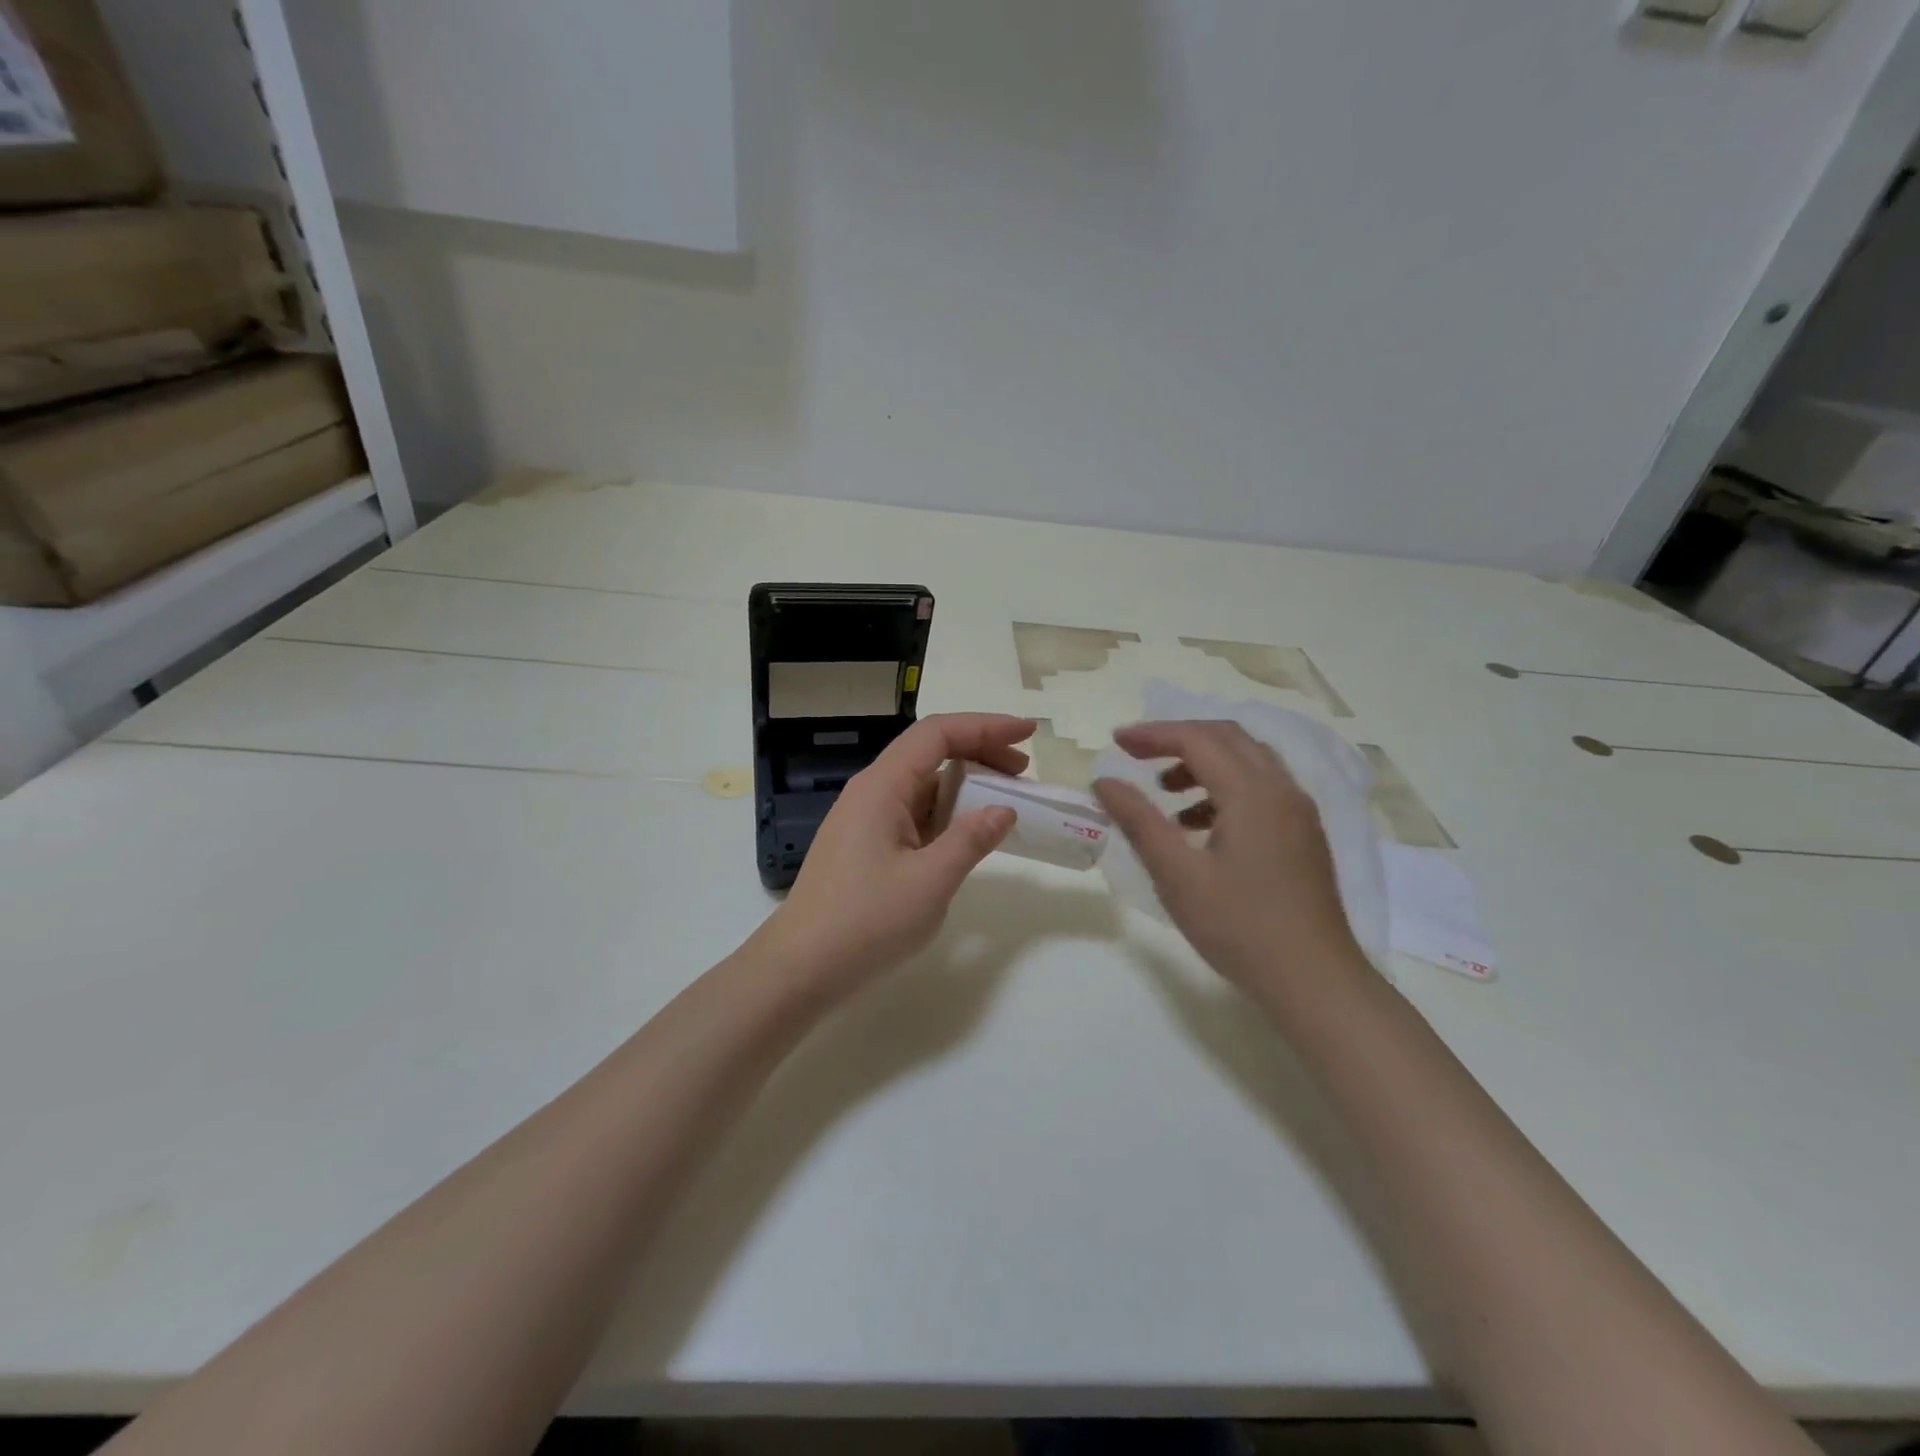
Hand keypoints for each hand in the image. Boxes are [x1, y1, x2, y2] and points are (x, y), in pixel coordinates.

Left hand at [758, 713, 1034, 1003]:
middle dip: (980, 752)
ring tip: (1004, 803)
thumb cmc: (866, 921)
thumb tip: (1004, 810)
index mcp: (882, 786)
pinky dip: (946, 814)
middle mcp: (871, 791)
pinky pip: (912, 814)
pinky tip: (967, 835)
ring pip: (922, 785)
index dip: (986, 726)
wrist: (800, 968)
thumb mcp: (930, 881)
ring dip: (965, 787)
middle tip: (1023, 773)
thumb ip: (971, 840)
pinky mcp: (864, 845)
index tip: (1027, 733)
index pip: (938, 734)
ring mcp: (865, 819)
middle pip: (930, 753)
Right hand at [1093, 721, 1362, 994]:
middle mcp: (1281, 790)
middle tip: (1136, 754)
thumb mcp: (1177, 875)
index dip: (1153, 734)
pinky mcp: (1304, 834)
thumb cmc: (1239, 927)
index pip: (1197, 739)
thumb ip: (1139, 821)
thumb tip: (1105, 782)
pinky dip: (1224, 788)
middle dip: (1178, 739)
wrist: (1314, 980)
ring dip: (1203, 763)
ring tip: (1165, 792)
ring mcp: (1299, 812)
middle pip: (1227, 738)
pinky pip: (1261, 788)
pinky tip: (1199, 826)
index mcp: (1252, 793)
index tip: (1116, 741)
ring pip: (1248, 761)